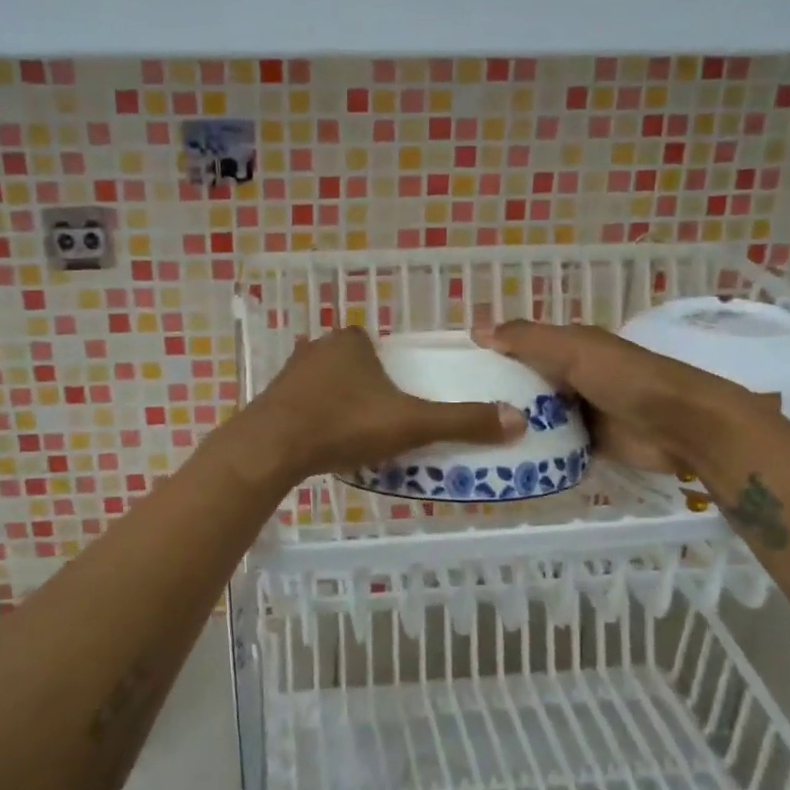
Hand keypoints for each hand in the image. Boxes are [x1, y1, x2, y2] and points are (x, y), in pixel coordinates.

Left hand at [241, 327, 524, 482]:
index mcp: (351, 342)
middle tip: (382, 423)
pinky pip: (301, 405)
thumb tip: (519, 420)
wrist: (272, 448)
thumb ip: (461, 421)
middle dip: (366, 388)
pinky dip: (314, 419)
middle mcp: (318, 347)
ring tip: (355, 437)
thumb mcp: (411, 424)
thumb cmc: (345, 424)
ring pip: (325, 385)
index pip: (378, 346)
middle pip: (352, 365)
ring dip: (339, 404)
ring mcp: (290, 373)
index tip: (401, 401)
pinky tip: (322, 443)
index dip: (391, 370)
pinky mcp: (270, 400)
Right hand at [474, 321, 768, 475]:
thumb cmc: (625, 378)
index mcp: (570, 346)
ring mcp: (580, 411)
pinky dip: (533, 450)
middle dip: (496, 393)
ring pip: (537, 416)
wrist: (680, 426)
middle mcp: (572, 376)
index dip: (491, 354)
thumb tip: (476, 330)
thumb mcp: (573, 349)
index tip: (454, 370)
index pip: (520, 346)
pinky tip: (502, 459)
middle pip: (525, 383)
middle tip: (454, 411)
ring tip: (468, 439)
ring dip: (513, 424)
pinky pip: (553, 446)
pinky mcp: (588, 444)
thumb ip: (527, 339)